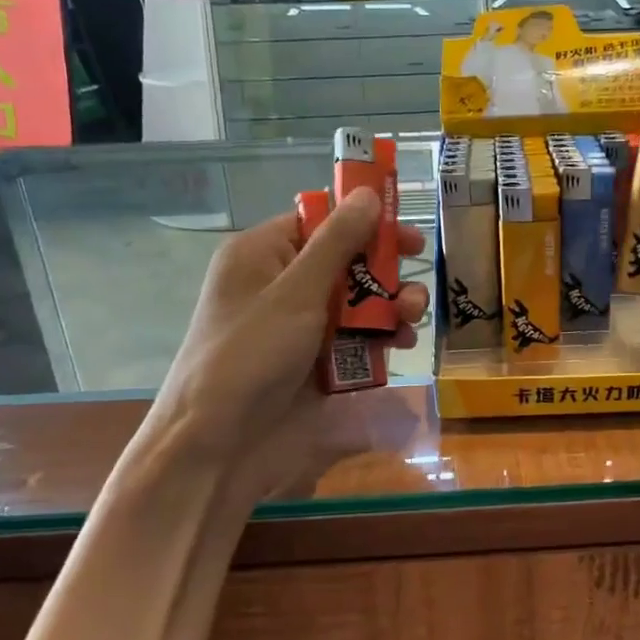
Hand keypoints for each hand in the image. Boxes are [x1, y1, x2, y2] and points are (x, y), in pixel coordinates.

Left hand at [137, 188, 428, 472]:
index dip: (364, 223)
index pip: (319, 222)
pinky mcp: (317, 362)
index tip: (406, 233)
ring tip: (412, 319)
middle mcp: (282, 286)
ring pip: (358, 303)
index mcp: (262, 255)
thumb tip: (369, 193)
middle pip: (346, 262)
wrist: (221, 446)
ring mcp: (300, 327)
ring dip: (390, 307)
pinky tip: (402, 346)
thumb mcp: (296, 292)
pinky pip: (357, 339)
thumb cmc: (251, 355)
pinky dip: (381, 339)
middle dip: (384, 272)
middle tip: (417, 281)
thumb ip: (337, 242)